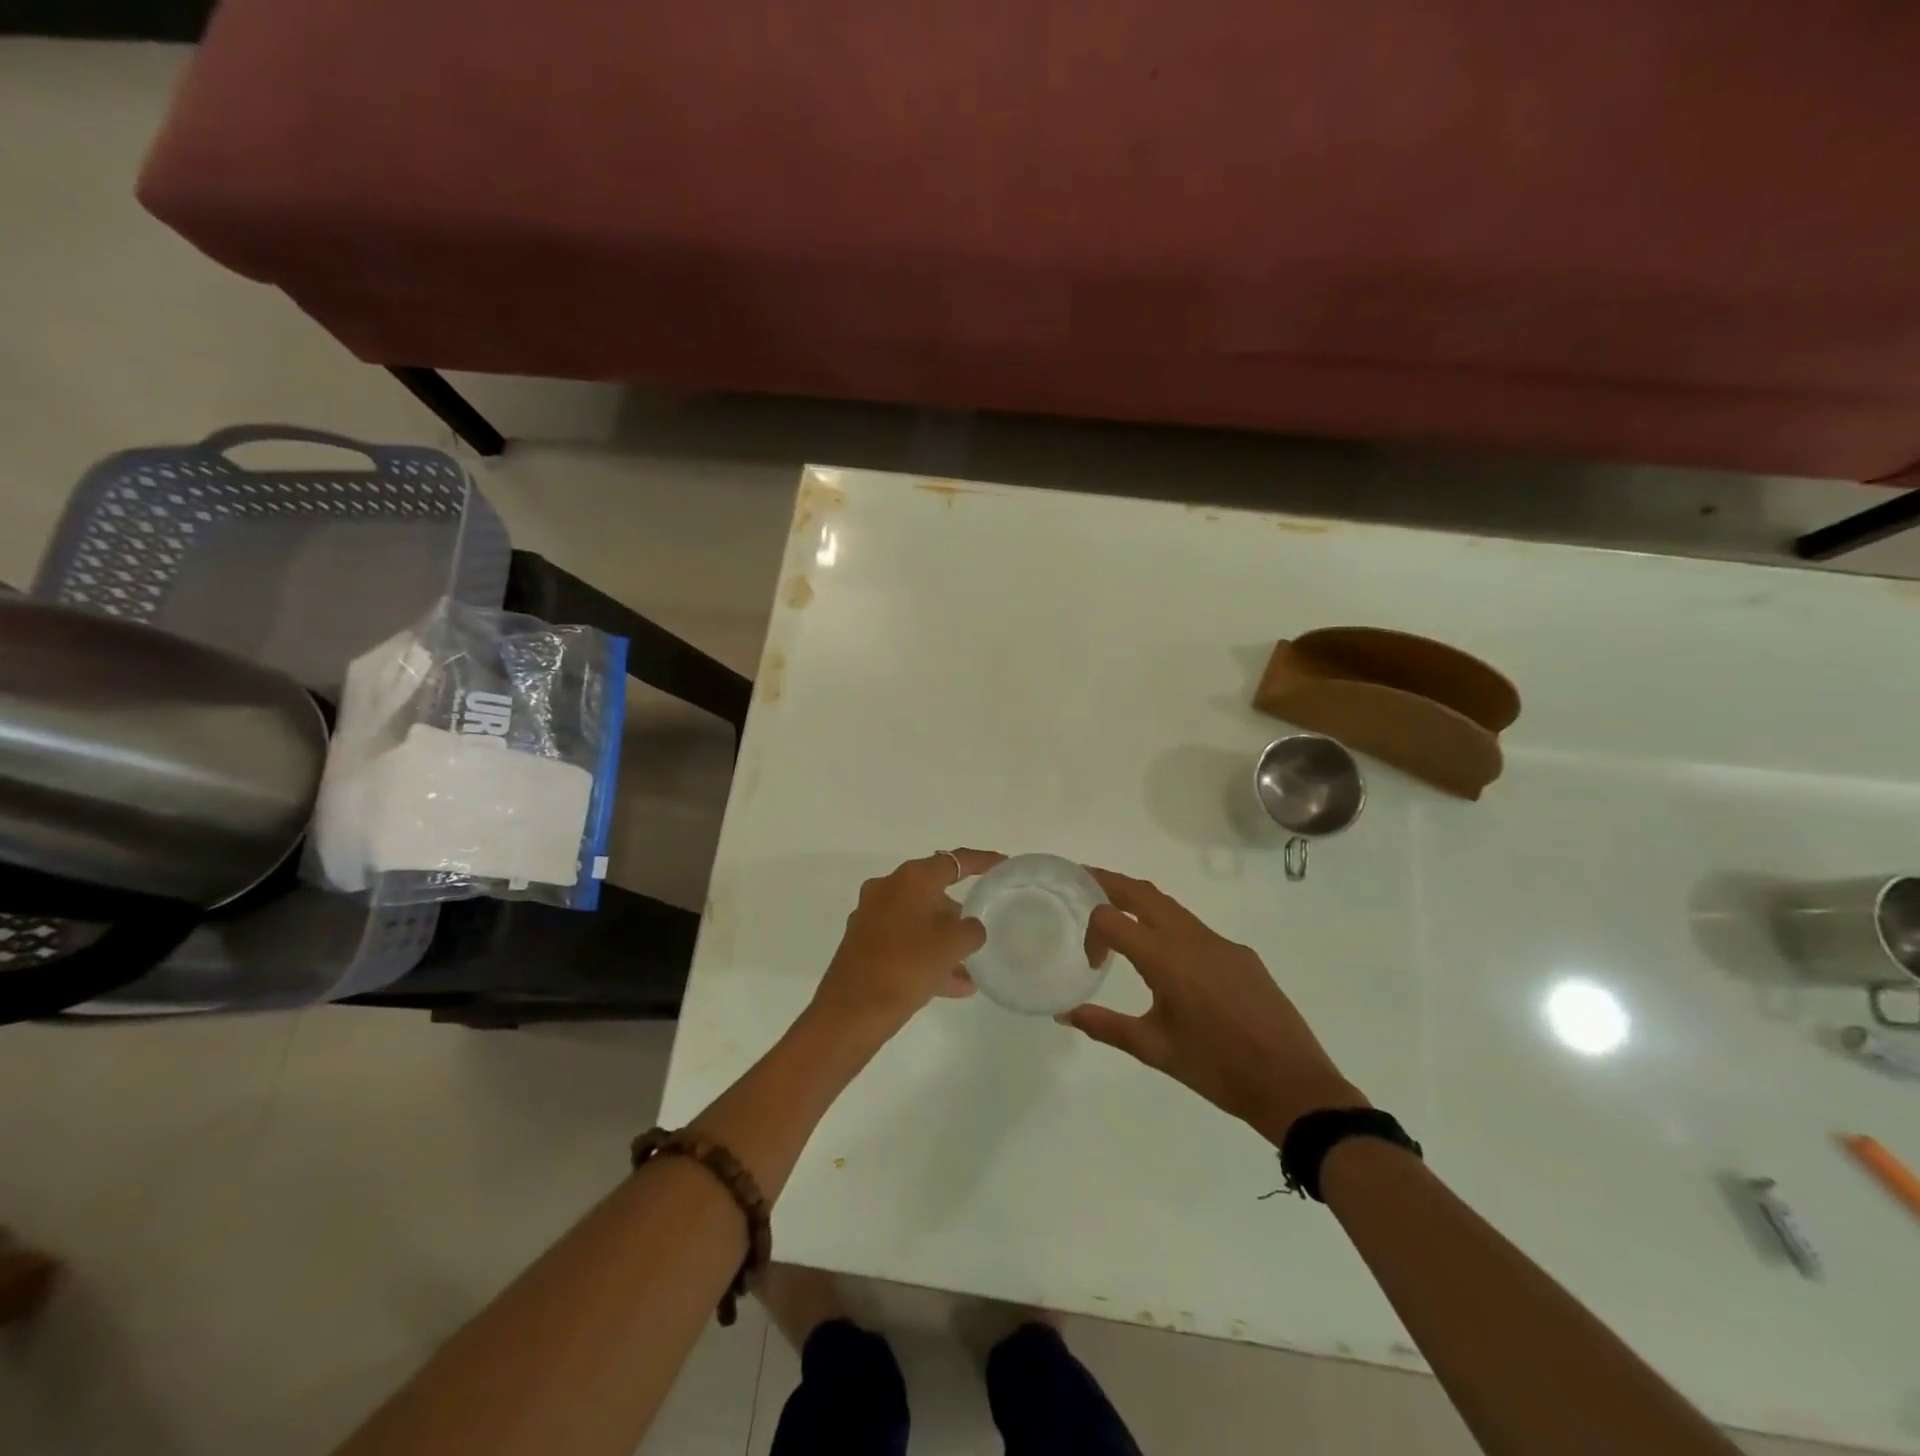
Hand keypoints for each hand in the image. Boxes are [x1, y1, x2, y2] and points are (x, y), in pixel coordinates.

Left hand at [810, 849, 1003, 1038]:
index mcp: (910, 879)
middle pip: (932, 892)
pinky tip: (954, 986)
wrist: (853, 1010)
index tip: (1002, 863)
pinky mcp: (863, 945)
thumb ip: (971, 930)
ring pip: (918, 922)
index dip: (981, 861)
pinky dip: (927, 957)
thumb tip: (969, 928)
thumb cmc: (908, 964)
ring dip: (943, 941)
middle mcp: (887, 889)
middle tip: (979, 929)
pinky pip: (905, 944)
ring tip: (971, 967)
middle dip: (957, 912)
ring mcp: (871, 917)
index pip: (954, 861)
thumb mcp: (953, 945)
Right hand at [1060, 867, 1366, 1142]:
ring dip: (1140, 901)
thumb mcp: (1154, 1049)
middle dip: (1110, 881)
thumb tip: (1064, 1014)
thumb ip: (1105, 1026)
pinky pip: (1196, 927)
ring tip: (1120, 911)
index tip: (1093, 963)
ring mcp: (1220, 943)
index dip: (1091, 932)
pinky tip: (1171, 959)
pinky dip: (1170, 925)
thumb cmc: (1216, 1068)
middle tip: (1084, 879)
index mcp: (1164, 958)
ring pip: (1171, 906)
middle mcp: (1190, 938)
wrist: (1292, 1084)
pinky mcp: (1241, 954)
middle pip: (1142, 891)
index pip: (1111, 917)